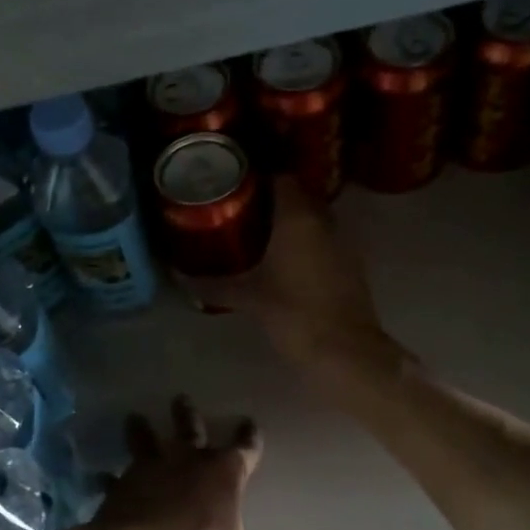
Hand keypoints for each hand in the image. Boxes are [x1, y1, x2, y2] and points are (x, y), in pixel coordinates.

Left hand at [83, 396, 304, 529]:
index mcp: (224, 474)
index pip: (244, 449)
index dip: (249, 437)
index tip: (250, 422)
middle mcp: (188, 461)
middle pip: (190, 430)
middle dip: (188, 415)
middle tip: (181, 398)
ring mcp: (151, 469)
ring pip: (147, 441)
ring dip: (141, 430)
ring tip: (134, 417)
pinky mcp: (123, 484)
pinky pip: (115, 477)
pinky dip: (108, 478)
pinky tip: (100, 476)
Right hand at [187, 176, 391, 368]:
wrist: (345, 352)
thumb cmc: (294, 315)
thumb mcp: (248, 299)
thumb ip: (214, 286)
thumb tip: (179, 279)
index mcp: (299, 218)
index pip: (282, 178)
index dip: (259, 179)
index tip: (235, 187)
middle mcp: (324, 222)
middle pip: (298, 197)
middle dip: (272, 201)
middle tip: (240, 211)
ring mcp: (342, 243)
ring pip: (313, 219)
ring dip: (290, 223)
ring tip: (257, 234)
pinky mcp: (350, 266)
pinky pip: (323, 241)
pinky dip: (304, 244)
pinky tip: (282, 261)